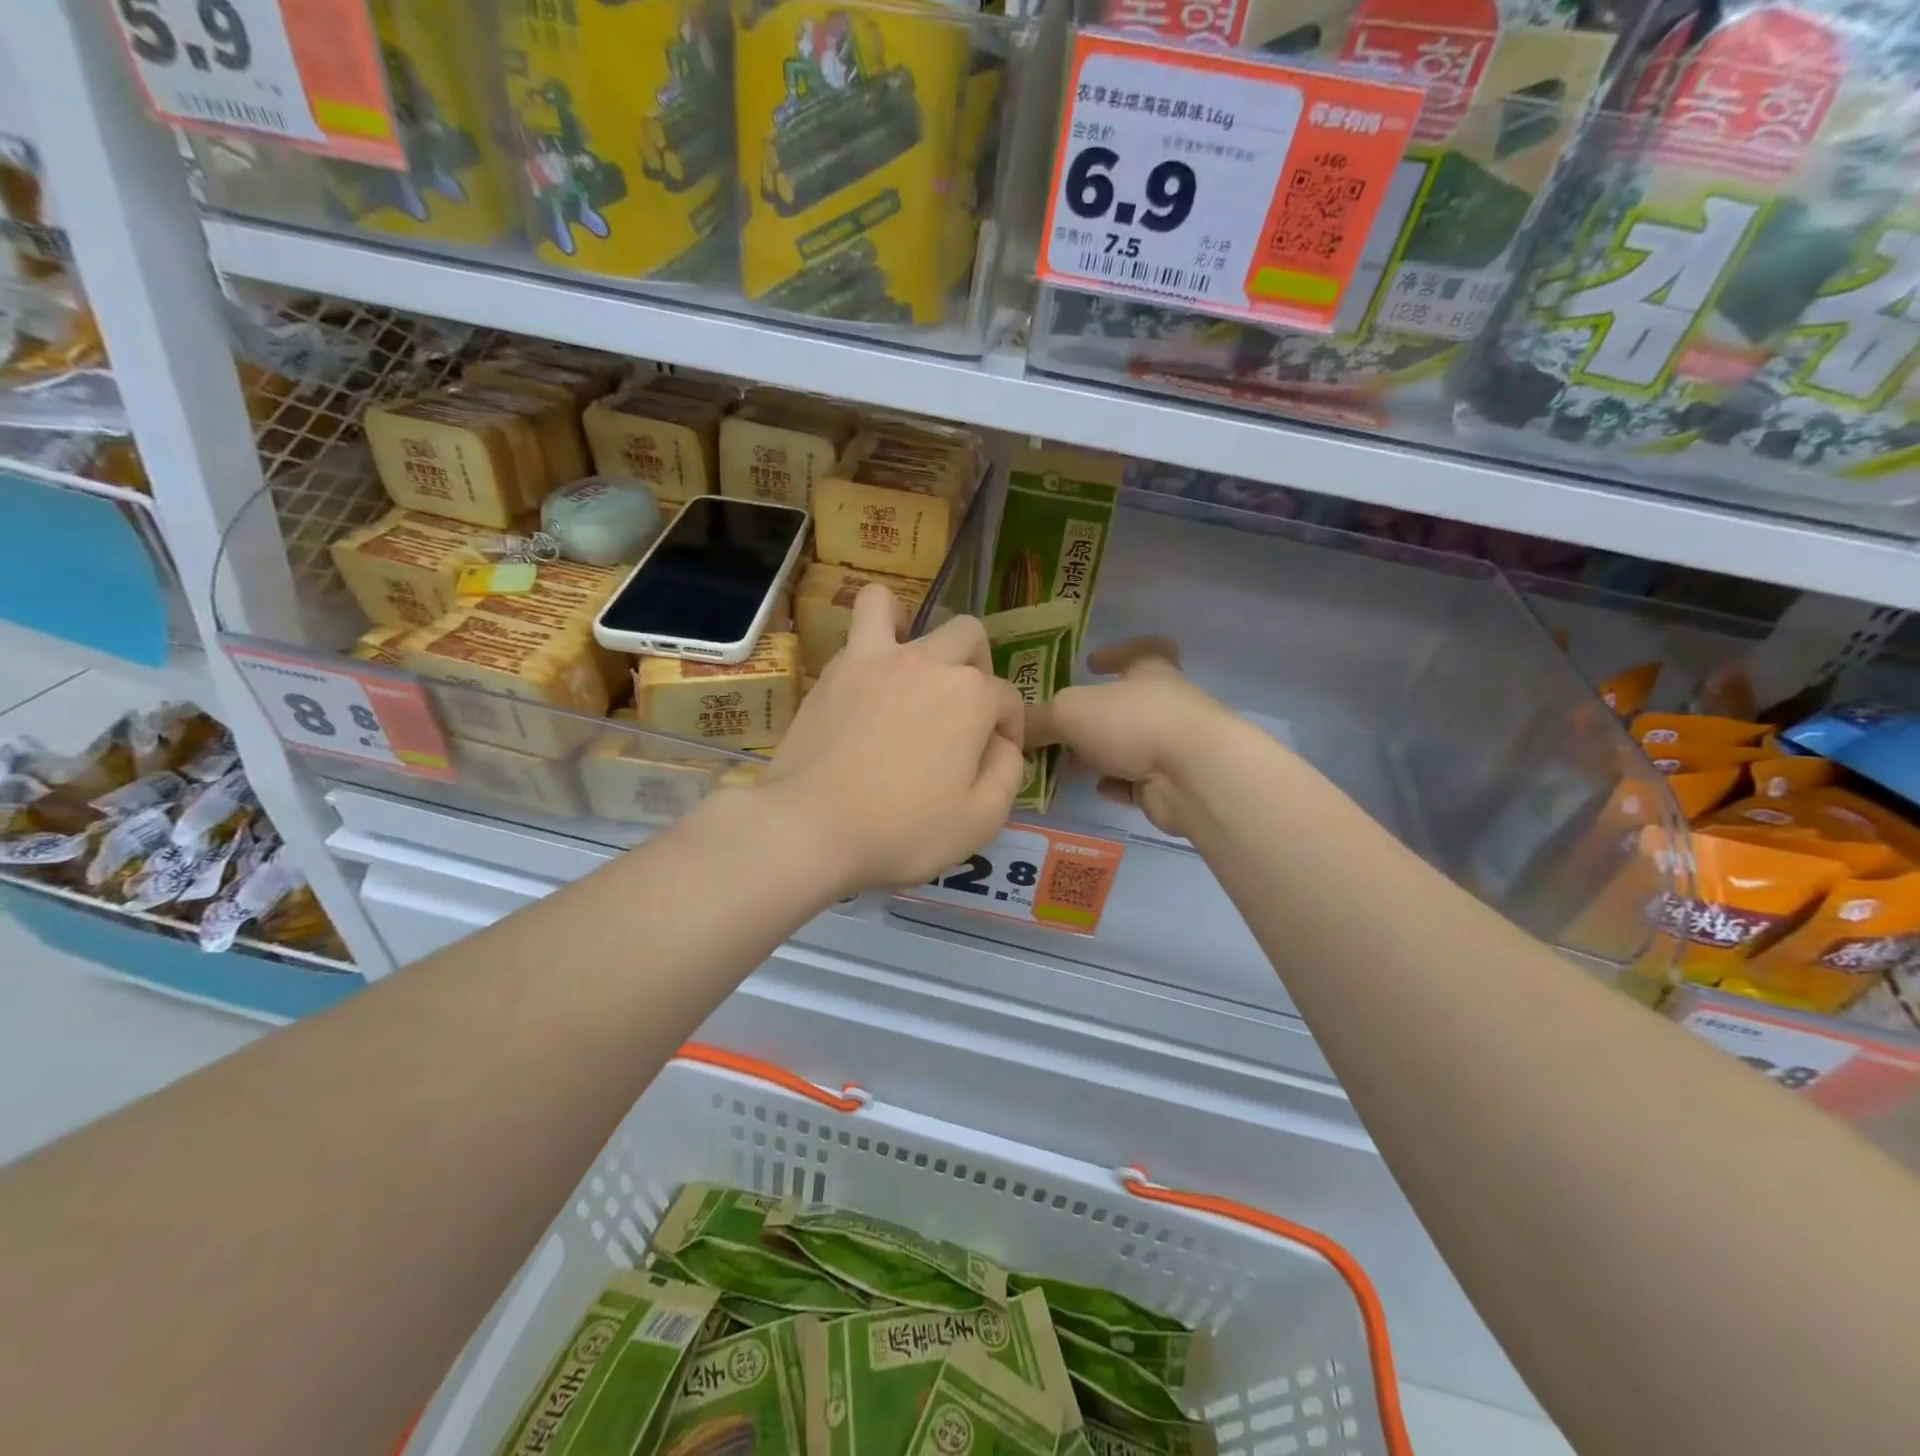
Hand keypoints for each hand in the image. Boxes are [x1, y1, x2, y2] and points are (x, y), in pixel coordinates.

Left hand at [758, 584, 1025, 893]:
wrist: (811, 827)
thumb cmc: (903, 830)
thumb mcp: (981, 820)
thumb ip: (1008, 772)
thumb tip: (1002, 744)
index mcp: (970, 696)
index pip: (1007, 699)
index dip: (1009, 730)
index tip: (993, 759)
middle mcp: (928, 662)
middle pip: (968, 637)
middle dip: (978, 668)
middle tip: (963, 711)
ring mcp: (875, 659)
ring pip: (896, 606)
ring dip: (912, 626)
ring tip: (910, 665)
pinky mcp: (833, 671)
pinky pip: (856, 630)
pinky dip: (869, 641)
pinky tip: (869, 679)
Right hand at [1025, 637, 1229, 838]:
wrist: (1191, 775)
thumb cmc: (1132, 721)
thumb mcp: (1070, 711)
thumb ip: (1039, 718)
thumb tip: (1012, 729)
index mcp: (1151, 671)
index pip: (1143, 649)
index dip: (1117, 652)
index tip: (1091, 662)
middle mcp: (1166, 704)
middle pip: (1128, 703)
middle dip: (1095, 714)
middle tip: (1060, 725)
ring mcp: (1173, 746)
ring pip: (1131, 744)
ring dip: (1103, 752)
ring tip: (1067, 761)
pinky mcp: (1172, 784)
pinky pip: (1139, 781)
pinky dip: (1118, 783)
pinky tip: (1098, 788)